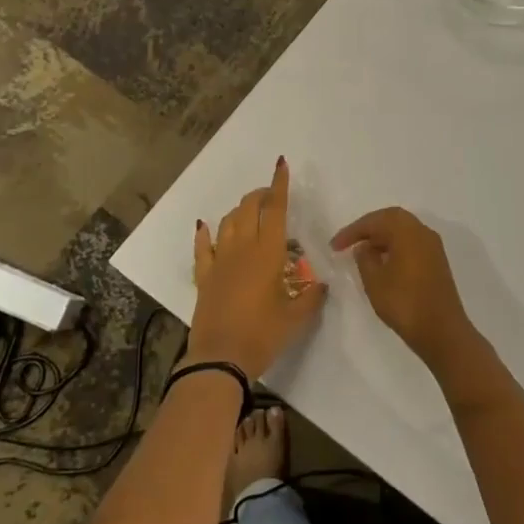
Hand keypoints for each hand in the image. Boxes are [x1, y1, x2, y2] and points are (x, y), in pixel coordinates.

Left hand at [188, 157, 325, 378]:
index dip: (279, 186)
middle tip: (271, 196)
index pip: (275, 210)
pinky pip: (202, 247)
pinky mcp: (204, 276)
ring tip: (250, 212)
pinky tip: (205, 226)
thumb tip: (321, 286)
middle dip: (260, 195)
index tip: (281, 165)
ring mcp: (219, 261)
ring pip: (228, 222)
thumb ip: (310, 298)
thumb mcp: (295, 318)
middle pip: (249, 208)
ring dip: (240, 211)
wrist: (220, 358)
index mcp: (268, 253)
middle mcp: (242, 248)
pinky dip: (205, 234)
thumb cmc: (262, 335)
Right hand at [330, 207, 479, 376]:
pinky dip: (395, 246)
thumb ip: (365, 259)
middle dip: (369, 228)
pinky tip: (383, 262)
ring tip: (363, 253)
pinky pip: (412, 243)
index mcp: (407, 231)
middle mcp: (422, 232)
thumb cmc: (404, 304)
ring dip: (382, 237)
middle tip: (349, 242)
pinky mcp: (437, 261)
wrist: (442, 331)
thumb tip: (365, 247)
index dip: (352, 231)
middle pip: (392, 218)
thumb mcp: (375, 281)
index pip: (375, 221)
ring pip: (403, 230)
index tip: (334, 246)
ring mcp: (433, 246)